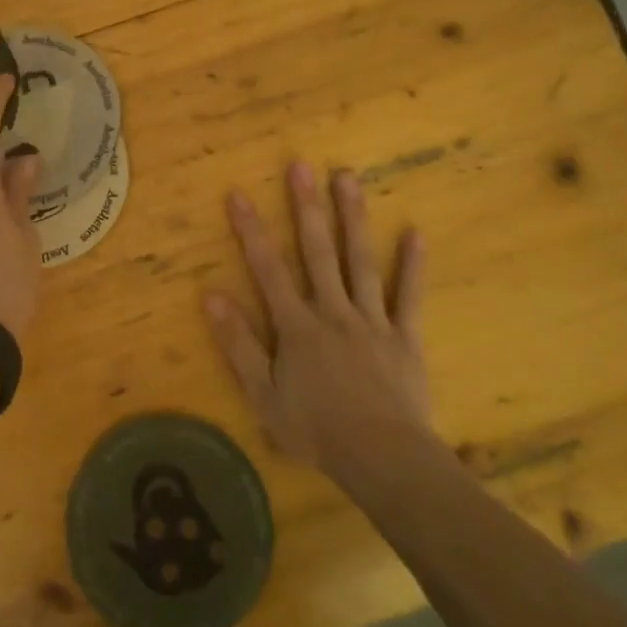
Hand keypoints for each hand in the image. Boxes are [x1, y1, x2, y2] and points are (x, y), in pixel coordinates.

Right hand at [207, 161, 433, 479]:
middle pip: (318, 252)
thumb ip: (238, 343)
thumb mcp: (263, 394)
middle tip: (301, 166)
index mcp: (297, 326)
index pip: (268, 269)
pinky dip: (411, 266)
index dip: (251, 231)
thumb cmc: (316, 431)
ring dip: (353, 218)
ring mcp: (372, 320)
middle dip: (307, 207)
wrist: (382, 460)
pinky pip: (408, 297)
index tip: (239, 194)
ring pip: (361, 261)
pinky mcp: (405, 337)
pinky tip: (415, 232)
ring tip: (348, 178)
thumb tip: (212, 295)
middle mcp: (333, 311)